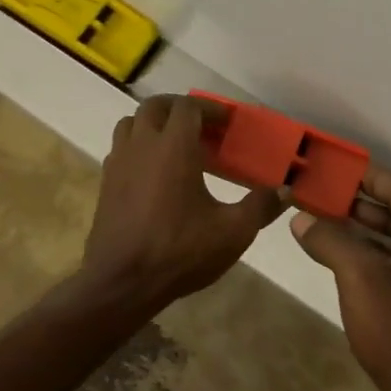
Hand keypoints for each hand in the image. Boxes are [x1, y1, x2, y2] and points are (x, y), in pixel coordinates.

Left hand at [80, 94, 286, 316]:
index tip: (227, 122)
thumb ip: (261, 206)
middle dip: (179, 108)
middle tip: (202, 126)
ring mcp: (119, 163)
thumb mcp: (232, 232)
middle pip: (155, 106)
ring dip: (154, 124)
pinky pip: (121, 149)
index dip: (209, 108)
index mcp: (173, 146)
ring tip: (175, 144)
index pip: (188, 106)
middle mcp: (142, 145)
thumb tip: (285, 190)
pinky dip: (138, 147)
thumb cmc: (179, 251)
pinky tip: (154, 173)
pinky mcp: (106, 184)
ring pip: (132, 124)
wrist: (121, 284)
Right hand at [291, 164, 390, 390]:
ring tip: (332, 222)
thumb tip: (302, 219)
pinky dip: (379, 258)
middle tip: (329, 195)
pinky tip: (349, 263)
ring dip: (371, 231)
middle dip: (366, 203)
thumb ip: (330, 241)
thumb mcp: (357, 278)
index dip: (370, 177)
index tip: (339, 168)